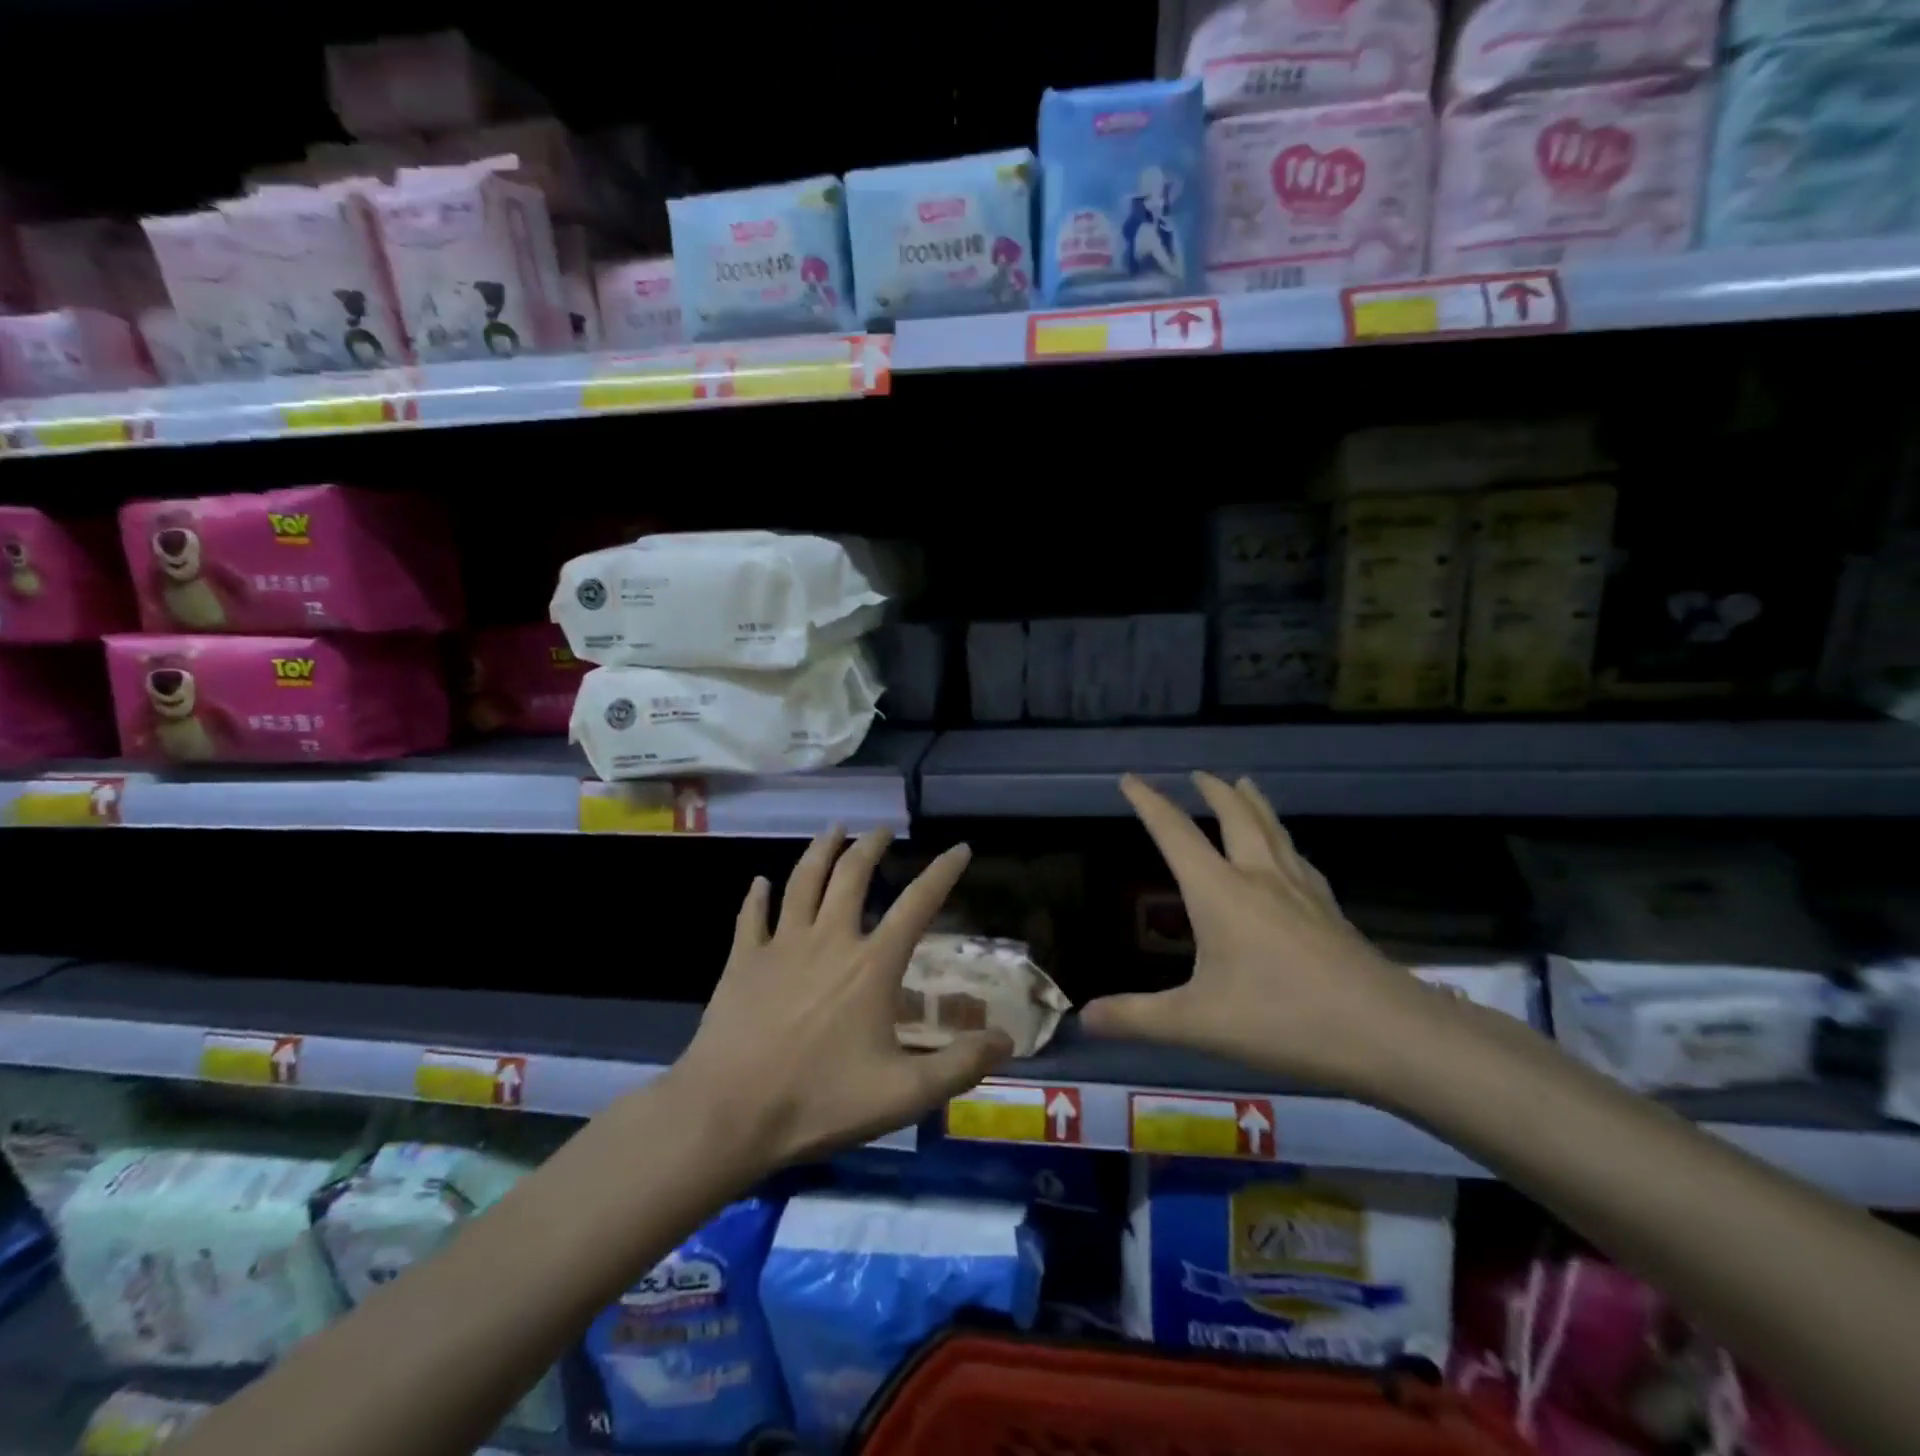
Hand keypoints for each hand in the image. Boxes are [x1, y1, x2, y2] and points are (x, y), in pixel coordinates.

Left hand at [673, 827, 1013, 1170]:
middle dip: (871, 847)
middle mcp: (829, 940)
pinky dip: (757, 896)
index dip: (942, 873)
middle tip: (882, 830)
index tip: (960, 848)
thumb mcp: (903, 1094)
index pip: (917, 904)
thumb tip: (1006, 1040)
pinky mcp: (743, 960)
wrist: (729, 1112)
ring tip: (834, 829)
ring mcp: (781, 945)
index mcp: (871, 965)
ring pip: (803, 881)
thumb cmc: (819, 1101)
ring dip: (821, 851)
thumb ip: (959, 1065)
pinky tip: (759, 883)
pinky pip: (751, 916)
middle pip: (852, 876)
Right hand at [1081, 773, 1431, 1095]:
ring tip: (1245, 786)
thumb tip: (1083, 1017)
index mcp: (1220, 891)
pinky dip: (1283, 841)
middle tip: (1199, 773)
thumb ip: (1137, 1018)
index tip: (1129, 778)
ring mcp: (1300, 890)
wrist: (1387, 1032)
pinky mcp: (1330, 910)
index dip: (1149, 803)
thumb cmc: (1282, 1018)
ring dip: (1253, 803)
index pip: (1175, 833)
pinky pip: (1298, 858)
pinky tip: (1290, 853)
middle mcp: (1259, 877)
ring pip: (1273, 830)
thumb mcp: (1197, 1024)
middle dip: (1212, 790)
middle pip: (1235, 816)